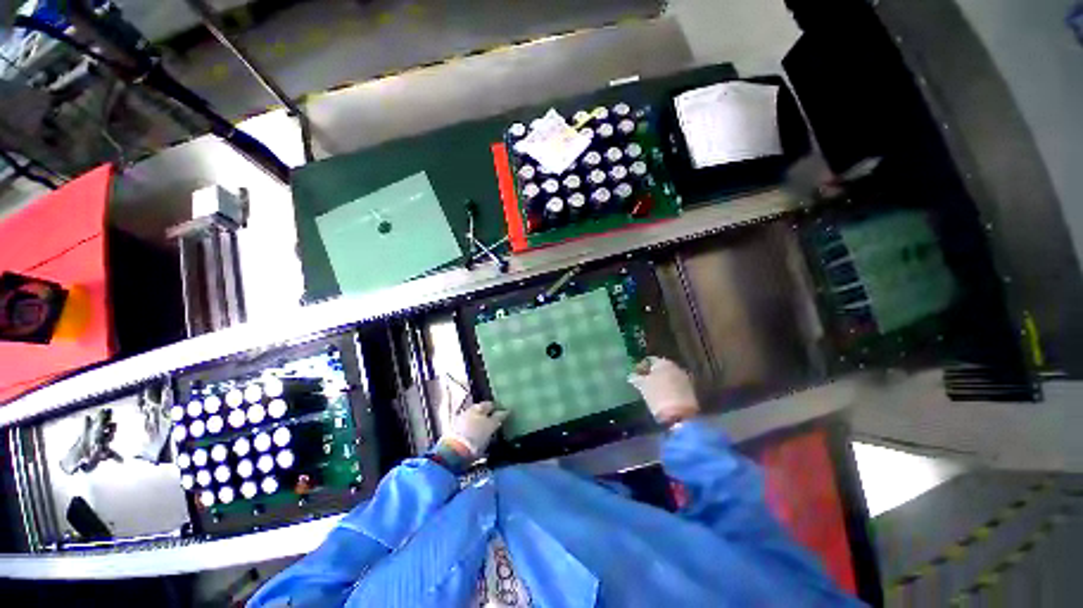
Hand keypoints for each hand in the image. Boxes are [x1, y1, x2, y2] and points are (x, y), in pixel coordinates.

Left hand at [439, 401, 508, 459]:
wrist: (454, 452)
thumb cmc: (476, 435)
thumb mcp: (491, 425)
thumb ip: (499, 417)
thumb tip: (506, 410)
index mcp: (477, 407)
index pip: (489, 404)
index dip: (497, 408)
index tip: (504, 414)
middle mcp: (467, 412)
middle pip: (481, 413)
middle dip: (488, 417)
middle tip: (497, 424)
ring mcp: (460, 423)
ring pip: (475, 422)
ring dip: (481, 426)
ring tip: (489, 434)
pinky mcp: (455, 434)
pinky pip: (469, 431)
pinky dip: (475, 434)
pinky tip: (479, 440)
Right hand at [628, 356, 698, 425]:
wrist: (680, 415)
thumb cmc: (657, 396)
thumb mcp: (642, 386)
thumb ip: (636, 378)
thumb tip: (632, 375)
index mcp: (663, 362)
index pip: (649, 360)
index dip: (641, 366)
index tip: (634, 375)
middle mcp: (675, 366)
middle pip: (661, 368)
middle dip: (652, 374)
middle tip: (643, 382)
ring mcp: (685, 378)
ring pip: (669, 377)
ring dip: (661, 381)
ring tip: (652, 391)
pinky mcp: (691, 390)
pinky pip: (676, 385)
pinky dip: (669, 388)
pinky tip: (663, 396)